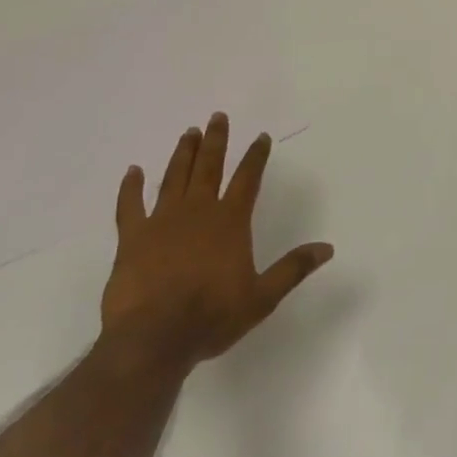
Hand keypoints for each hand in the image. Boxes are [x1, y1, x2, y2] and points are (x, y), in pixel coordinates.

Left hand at [101, 113, 332, 368]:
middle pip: (209, 167)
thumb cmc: (211, 317)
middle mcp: (198, 211)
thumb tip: (327, 247)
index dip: (256, 156)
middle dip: (216, 140)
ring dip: (184, 154)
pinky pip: (130, 206)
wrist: (153, 339)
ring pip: (175, 177)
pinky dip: (130, 187)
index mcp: (230, 222)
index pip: (247, 179)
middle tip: (217, 116)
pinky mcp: (132, 238)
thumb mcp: (262, 298)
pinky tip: (132, 171)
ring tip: (189, 133)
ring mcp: (162, 221)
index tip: (261, 136)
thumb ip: (293, 269)